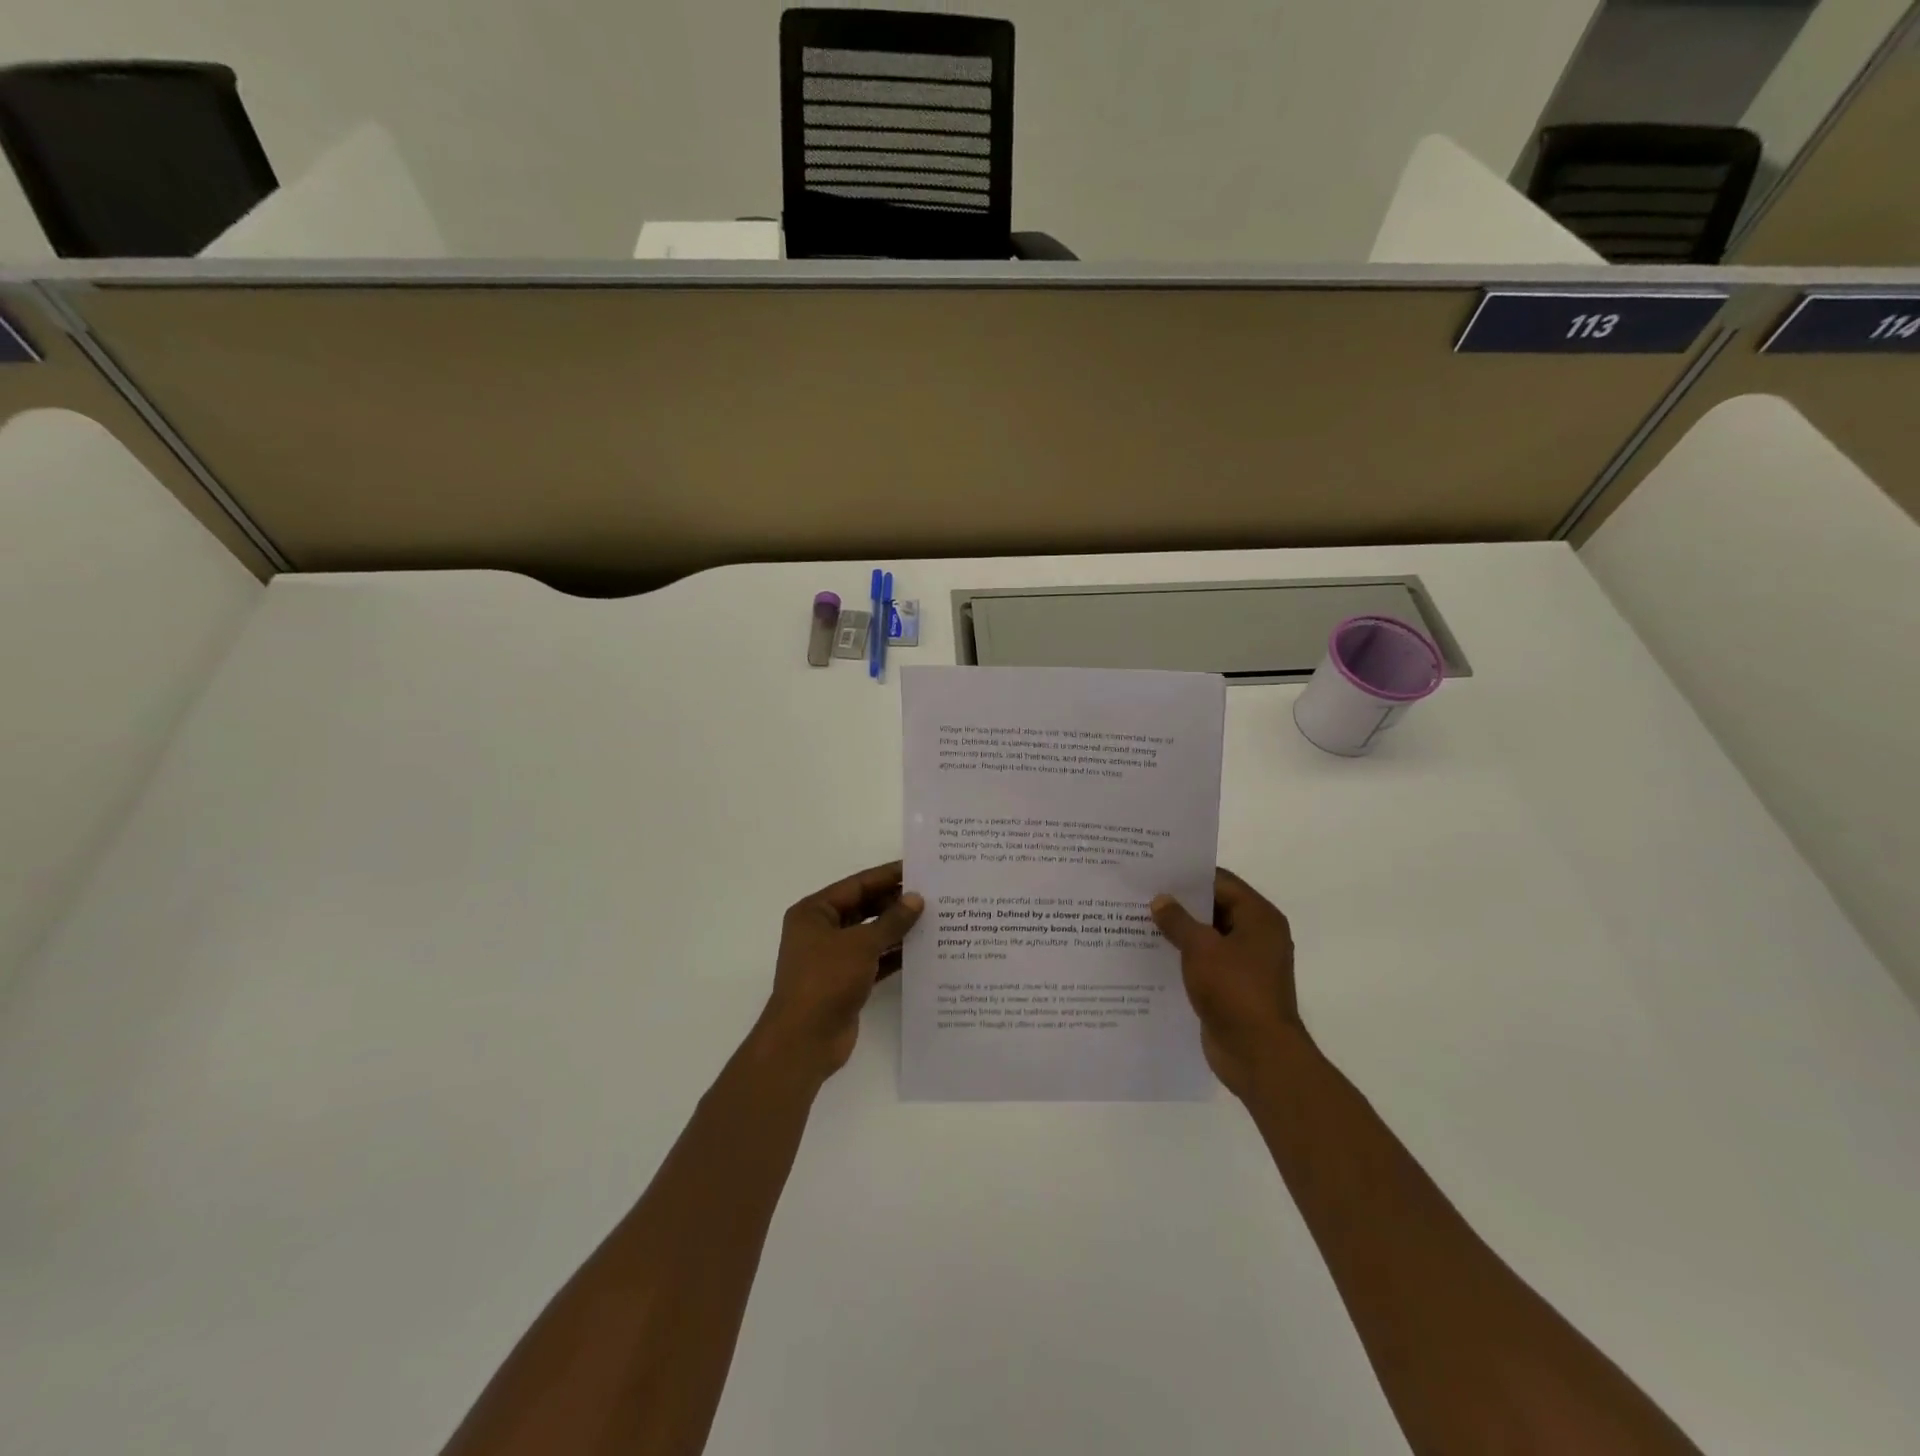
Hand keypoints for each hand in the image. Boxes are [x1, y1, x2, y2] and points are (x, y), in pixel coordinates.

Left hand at [758, 861, 923, 1078]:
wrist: (805, 1040)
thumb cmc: (826, 980)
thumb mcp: (861, 944)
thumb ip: (891, 920)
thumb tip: (916, 898)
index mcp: (814, 912)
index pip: (857, 885)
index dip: (888, 876)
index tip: (918, 868)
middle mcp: (821, 931)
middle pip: (864, 908)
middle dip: (895, 903)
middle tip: (933, 894)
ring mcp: (833, 958)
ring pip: (871, 935)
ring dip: (898, 929)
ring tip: (935, 919)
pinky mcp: (846, 982)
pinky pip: (874, 960)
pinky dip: (894, 955)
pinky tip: (923, 950)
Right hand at [1151, 869, 1302, 1097]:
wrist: (1258, 1055)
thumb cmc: (1235, 991)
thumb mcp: (1201, 948)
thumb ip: (1178, 920)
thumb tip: (1160, 900)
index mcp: (1259, 918)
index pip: (1221, 882)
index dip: (1189, 876)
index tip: (1155, 871)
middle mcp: (1257, 936)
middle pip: (1214, 908)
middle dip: (1180, 904)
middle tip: (1141, 894)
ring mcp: (1246, 964)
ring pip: (1207, 937)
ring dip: (1179, 932)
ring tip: (1139, 922)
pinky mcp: (1233, 988)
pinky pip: (1205, 963)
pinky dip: (1183, 957)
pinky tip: (1152, 956)